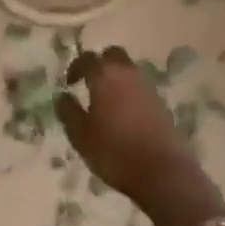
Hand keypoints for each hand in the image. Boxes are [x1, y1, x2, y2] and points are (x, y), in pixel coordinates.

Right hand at [55, 46, 193, 202]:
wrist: (161, 170)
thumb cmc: (114, 151)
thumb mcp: (81, 136)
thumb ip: (69, 112)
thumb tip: (62, 96)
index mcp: (105, 76)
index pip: (87, 58)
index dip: (76, 67)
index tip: (69, 83)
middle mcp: (127, 73)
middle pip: (112, 55)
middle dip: (100, 64)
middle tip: (89, 83)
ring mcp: (147, 86)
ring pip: (128, 69)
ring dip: (116, 77)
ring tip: (106, 101)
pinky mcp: (160, 101)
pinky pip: (140, 86)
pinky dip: (129, 91)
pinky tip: (124, 113)